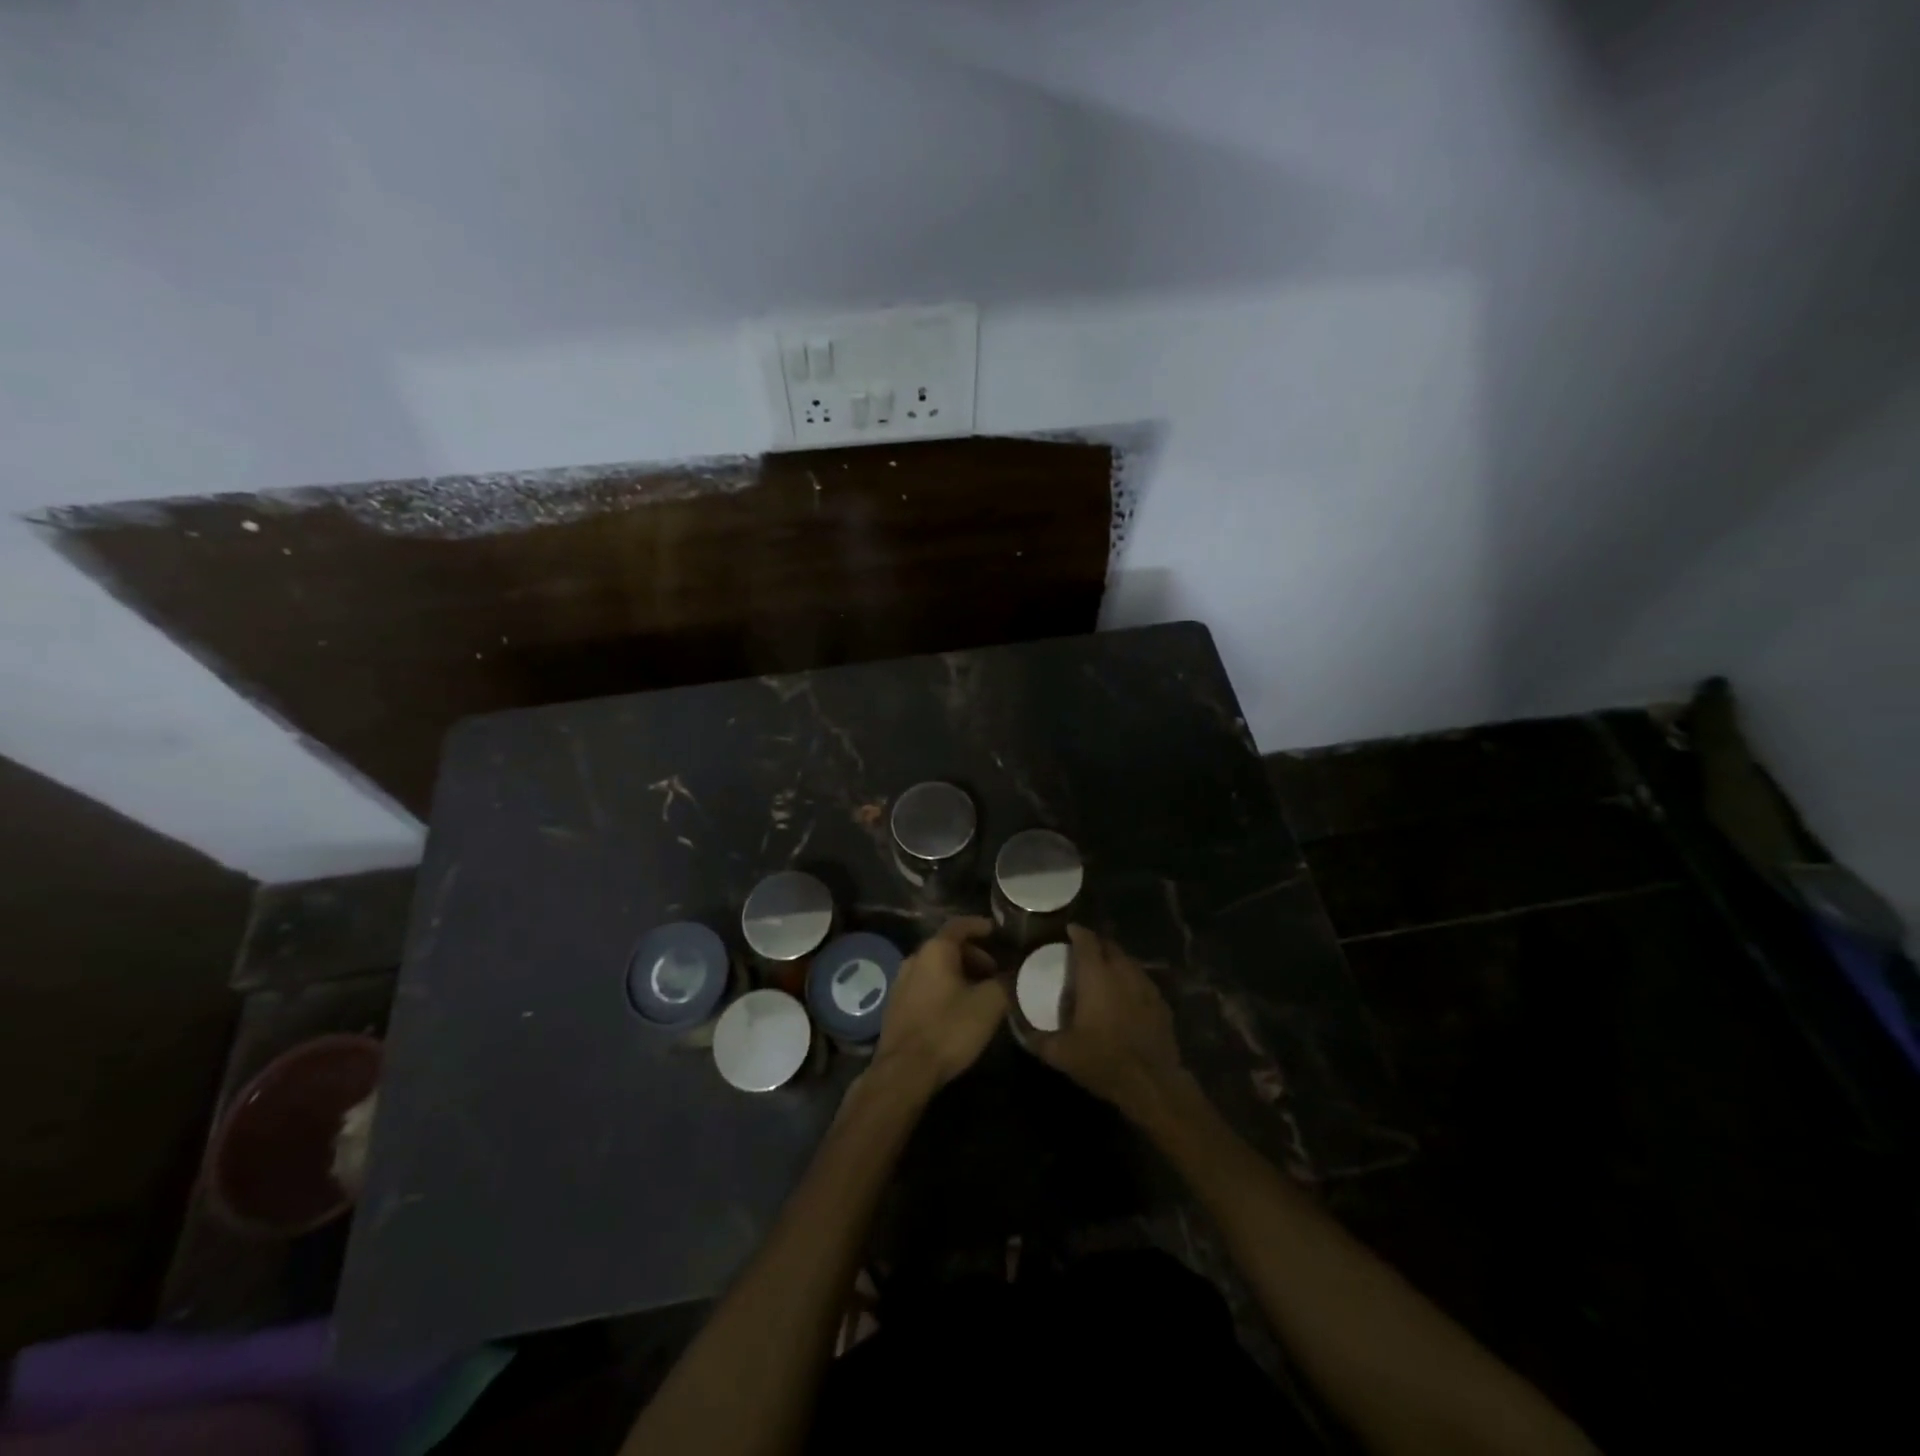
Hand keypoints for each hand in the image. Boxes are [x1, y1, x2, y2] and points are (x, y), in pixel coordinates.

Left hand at [873, 917, 1008, 1088]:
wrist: (905, 1070)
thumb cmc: (949, 1029)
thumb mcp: (989, 1004)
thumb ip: (1004, 982)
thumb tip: (1010, 975)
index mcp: (935, 950)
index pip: (960, 925)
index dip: (981, 925)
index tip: (997, 932)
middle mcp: (914, 959)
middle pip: (948, 947)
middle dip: (974, 956)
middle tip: (995, 972)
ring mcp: (901, 982)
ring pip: (936, 968)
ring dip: (960, 974)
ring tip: (980, 994)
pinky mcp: (896, 1006)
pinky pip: (926, 986)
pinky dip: (944, 988)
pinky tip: (957, 1010)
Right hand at [1033, 925, 1189, 1119]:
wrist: (1152, 1084)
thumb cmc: (1102, 1061)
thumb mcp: (1061, 1054)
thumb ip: (1037, 1038)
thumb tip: (1020, 1029)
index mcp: (1096, 975)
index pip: (1087, 940)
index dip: (1077, 932)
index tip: (1068, 931)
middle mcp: (1123, 971)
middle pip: (1110, 946)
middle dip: (1096, 944)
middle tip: (1082, 953)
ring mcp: (1146, 986)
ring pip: (1129, 962)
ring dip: (1115, 961)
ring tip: (1103, 972)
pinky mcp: (1162, 1003)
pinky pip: (1142, 981)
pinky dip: (1131, 981)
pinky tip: (1125, 997)